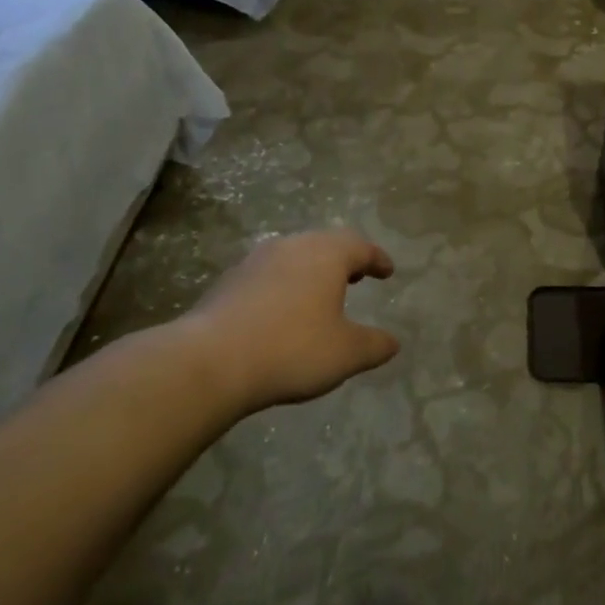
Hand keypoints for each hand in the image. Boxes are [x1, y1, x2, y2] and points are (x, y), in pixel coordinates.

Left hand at [166, 229, 400, 412]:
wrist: (211, 361)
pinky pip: (268, 274)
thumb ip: (374, 345)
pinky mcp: (228, 281)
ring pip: (293, 255)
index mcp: (326, 254)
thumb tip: (393, 342)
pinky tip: (282, 310)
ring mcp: (255, 260)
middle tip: (358, 276)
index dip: (377, 258)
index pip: (360, 246)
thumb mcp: (346, 354)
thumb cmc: (292, 349)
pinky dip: (284, 284)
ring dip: (312, 270)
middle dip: (344, 258)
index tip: (387, 271)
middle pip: (325, 243)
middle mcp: (291, 246)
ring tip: (320, 292)